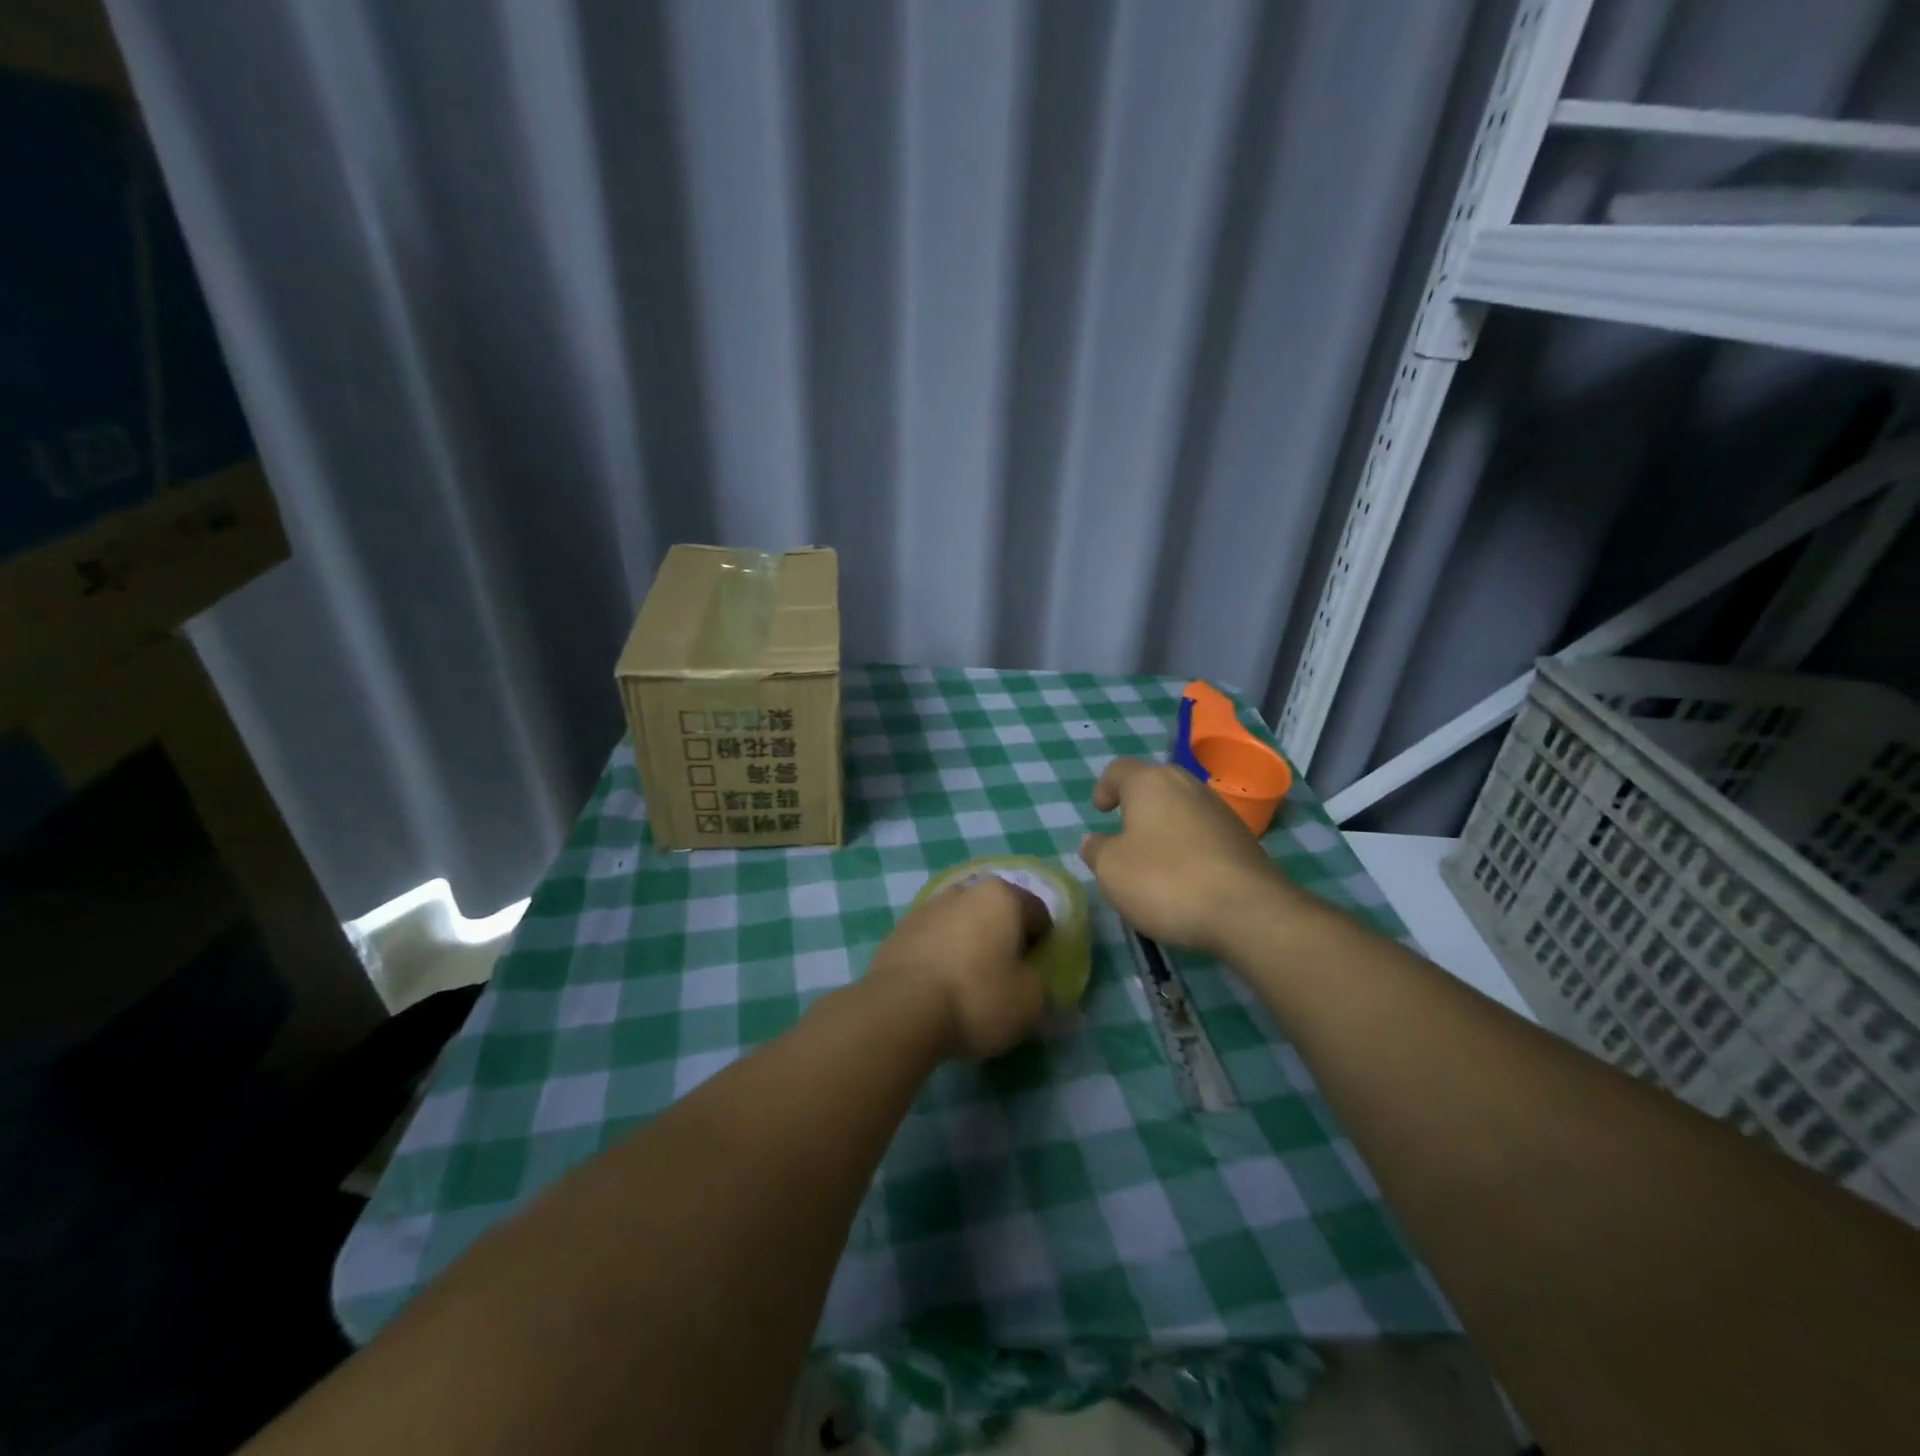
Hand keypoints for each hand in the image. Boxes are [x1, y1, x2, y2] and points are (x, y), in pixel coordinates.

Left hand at [866, 877, 1050, 1059]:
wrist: (900, 1011)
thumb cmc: (977, 997)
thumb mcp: (1030, 1001)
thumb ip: (1042, 984)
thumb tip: (1032, 980)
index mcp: (1001, 897)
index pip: (1038, 913)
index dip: (1043, 944)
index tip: (1035, 974)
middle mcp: (963, 891)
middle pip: (996, 913)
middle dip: (1003, 939)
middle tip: (1004, 979)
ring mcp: (926, 908)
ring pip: (961, 924)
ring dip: (969, 946)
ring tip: (967, 987)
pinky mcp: (898, 931)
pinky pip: (932, 941)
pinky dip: (940, 957)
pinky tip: (937, 989)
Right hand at [1078, 757, 1293, 954]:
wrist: (1247, 911)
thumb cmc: (1165, 880)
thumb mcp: (1111, 869)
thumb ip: (1096, 850)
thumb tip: (1094, 841)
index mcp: (1150, 782)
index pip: (1119, 770)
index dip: (1105, 787)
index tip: (1100, 811)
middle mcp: (1187, 785)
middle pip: (1155, 784)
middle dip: (1137, 805)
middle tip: (1124, 833)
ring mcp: (1220, 810)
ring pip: (1182, 808)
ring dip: (1165, 827)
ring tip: (1153, 861)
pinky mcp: (1242, 839)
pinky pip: (1204, 833)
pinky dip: (1189, 847)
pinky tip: (1185, 878)